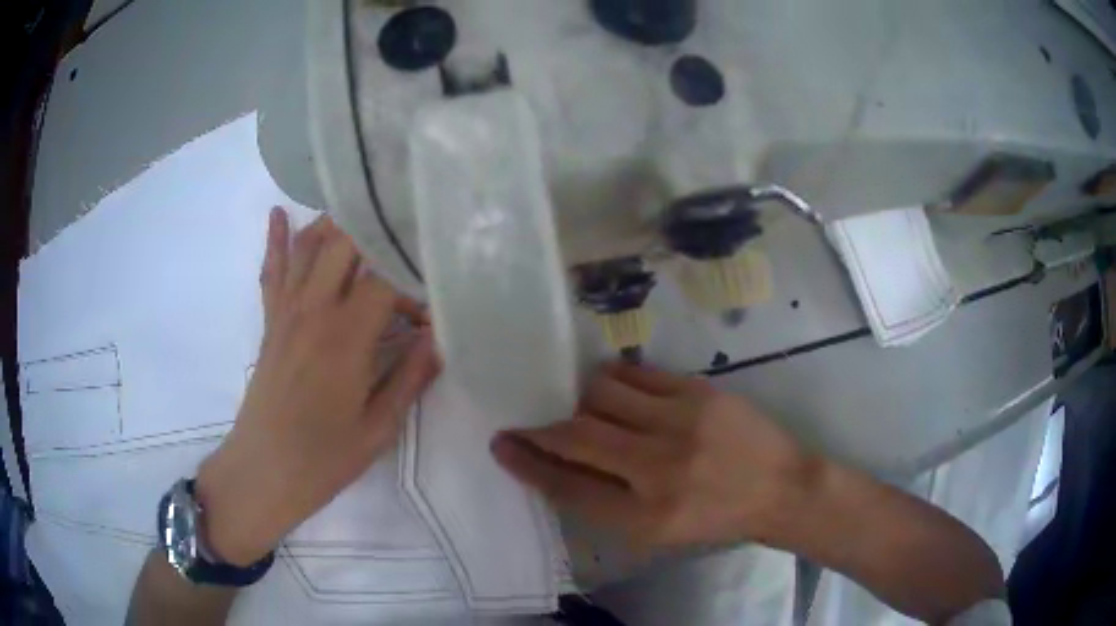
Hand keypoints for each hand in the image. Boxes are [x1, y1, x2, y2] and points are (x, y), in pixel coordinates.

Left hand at [195, 209, 439, 565]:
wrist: (264, 470)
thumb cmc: (324, 457)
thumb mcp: (379, 427)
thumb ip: (411, 377)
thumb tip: (441, 338)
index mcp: (346, 337)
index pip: (386, 278)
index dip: (413, 281)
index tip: (432, 301)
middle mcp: (314, 310)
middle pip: (345, 243)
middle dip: (377, 231)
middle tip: (404, 233)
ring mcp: (287, 311)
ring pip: (309, 246)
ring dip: (336, 223)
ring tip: (364, 209)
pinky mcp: (270, 321)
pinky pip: (272, 270)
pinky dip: (276, 239)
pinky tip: (279, 212)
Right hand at [492, 364, 815, 551]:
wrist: (780, 487)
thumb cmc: (716, 517)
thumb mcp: (657, 531)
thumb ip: (604, 500)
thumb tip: (555, 464)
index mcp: (646, 516)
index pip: (568, 486)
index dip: (528, 464)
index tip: (502, 445)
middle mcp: (659, 468)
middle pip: (577, 435)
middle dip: (539, 427)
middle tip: (523, 419)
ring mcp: (681, 422)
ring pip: (602, 393)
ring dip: (579, 399)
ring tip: (580, 405)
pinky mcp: (699, 391)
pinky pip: (636, 375)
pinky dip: (613, 381)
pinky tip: (612, 389)